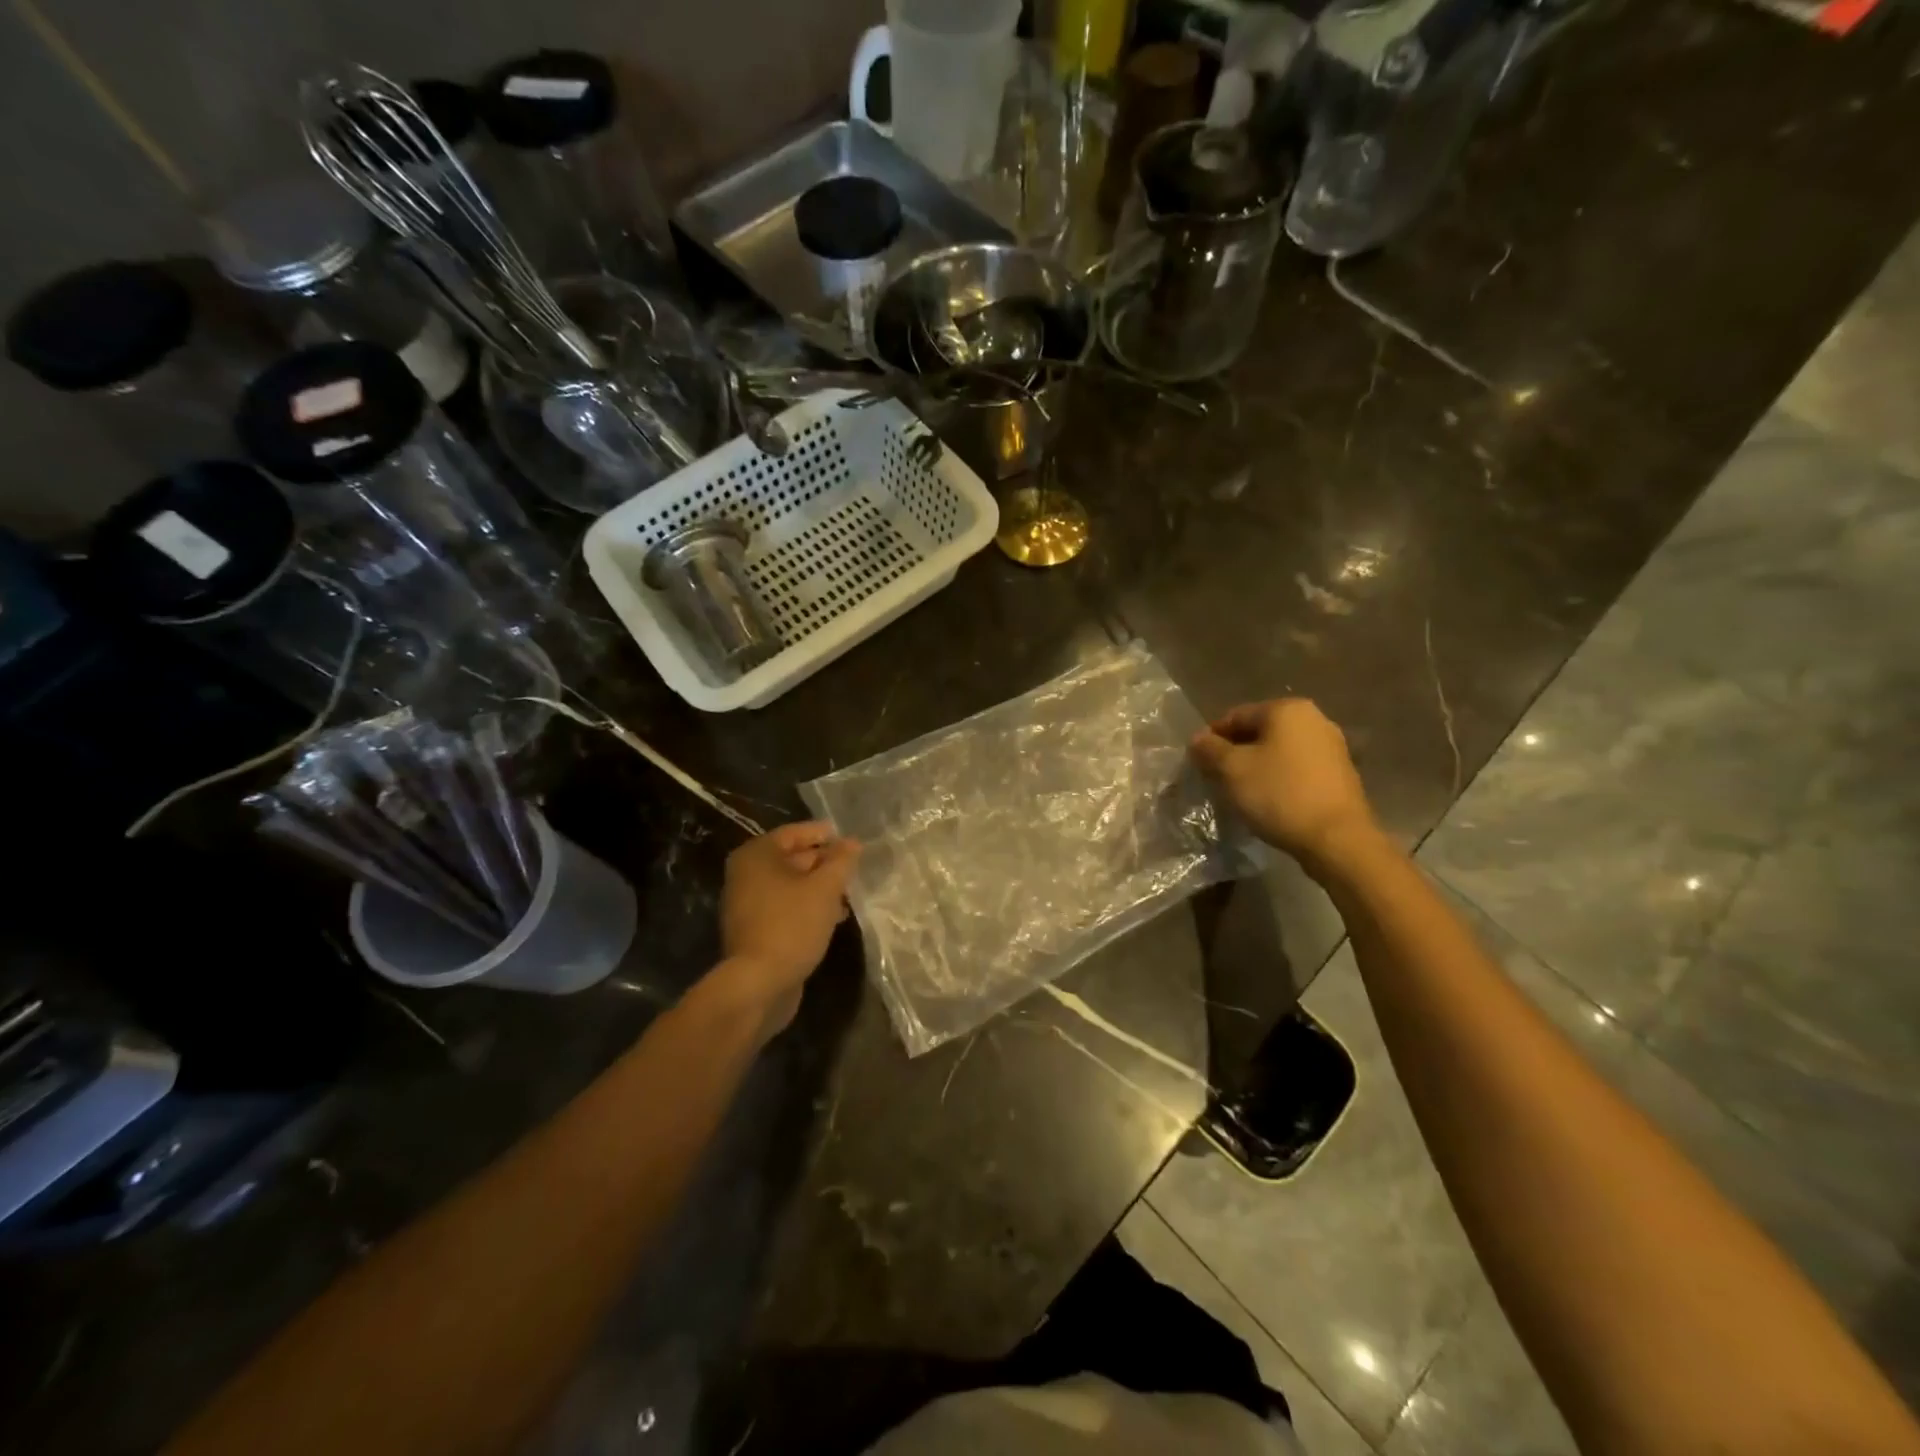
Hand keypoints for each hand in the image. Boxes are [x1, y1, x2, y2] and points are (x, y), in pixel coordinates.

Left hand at [712, 822, 861, 1038]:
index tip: (848, 839)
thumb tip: (852, 842)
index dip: (822, 834)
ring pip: (790, 886)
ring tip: (849, 894)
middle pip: (791, 859)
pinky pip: (786, 908)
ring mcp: (748, 905)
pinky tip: (834, 917)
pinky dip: (808, 907)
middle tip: (853, 868)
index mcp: (756, 856)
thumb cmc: (791, 924)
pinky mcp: (755, 930)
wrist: (758, 984)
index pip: (793, 833)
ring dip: (819, 887)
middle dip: (823, 863)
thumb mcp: (825, 888)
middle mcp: (746, 875)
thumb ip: (841, 862)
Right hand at [1190, 699, 1382, 871]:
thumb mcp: (1231, 770)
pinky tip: (1269, 801)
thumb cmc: (1279, 794)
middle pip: (1259, 732)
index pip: (1235, 716)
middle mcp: (1314, 719)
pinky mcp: (1340, 774)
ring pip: (1278, 751)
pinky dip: (1278, 779)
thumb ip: (1209, 749)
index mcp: (1287, 710)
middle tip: (1216, 780)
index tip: (1197, 764)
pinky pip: (1297, 769)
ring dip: (1256, 768)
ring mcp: (1332, 747)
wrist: (1336, 838)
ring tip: (1241, 793)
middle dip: (1235, 754)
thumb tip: (1198, 739)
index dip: (1211, 739)